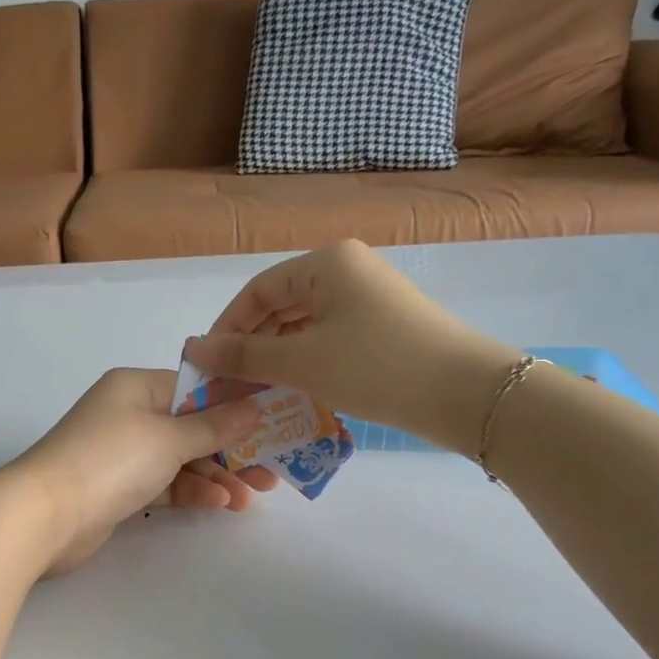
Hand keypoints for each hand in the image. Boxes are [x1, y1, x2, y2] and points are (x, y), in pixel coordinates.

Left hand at [8, 368, 277, 573]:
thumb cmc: (110, 460)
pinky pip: (165, 483)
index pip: (195, 388)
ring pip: (181, 459)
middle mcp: (129, 414)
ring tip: (251, 497)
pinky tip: (220, 504)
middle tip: (271, 470)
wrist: (46, 515)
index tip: (273, 422)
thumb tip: (254, 405)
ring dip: (216, 475)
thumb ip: (215, 425)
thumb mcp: (169, 437)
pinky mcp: (119, 488)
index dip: (235, 405)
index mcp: (137, 387)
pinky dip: (191, 491)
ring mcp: (122, 453)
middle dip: (232, 448)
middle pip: (192, 427)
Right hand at [185, 240, 520, 452]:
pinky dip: (305, 364)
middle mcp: (347, 271)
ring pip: (303, 326)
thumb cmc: (375, 366)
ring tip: (256, 393)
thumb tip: (193, 348)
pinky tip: (293, 392)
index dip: (226, 328)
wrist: (465, 394)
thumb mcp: (301, 361)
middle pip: (280, 306)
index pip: (257, 291)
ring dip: (276, 358)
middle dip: (250, 346)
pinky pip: (328, 340)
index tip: (208, 367)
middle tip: (229, 385)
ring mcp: (368, 300)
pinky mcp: (383, 329)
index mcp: (326, 263)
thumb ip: (243, 354)